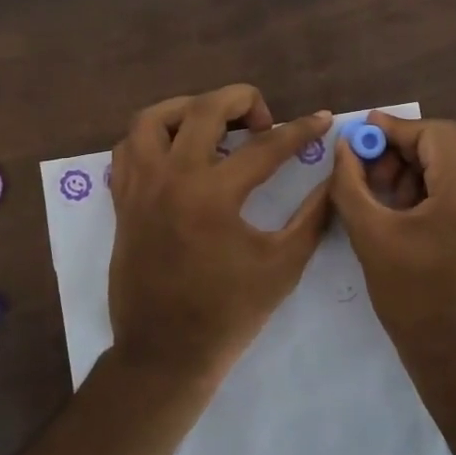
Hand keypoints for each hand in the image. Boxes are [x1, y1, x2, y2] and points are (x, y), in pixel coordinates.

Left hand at [108, 86, 333, 386]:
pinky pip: (128, 148)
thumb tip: (332, 179)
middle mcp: (171, 178)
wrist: (165, 353)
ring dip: (187, 110)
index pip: (266, 146)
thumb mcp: (282, 265)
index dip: (301, 130)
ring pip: (152, 119)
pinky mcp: (122, 201)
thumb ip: (312, 216)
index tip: (323, 119)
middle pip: (203, 108)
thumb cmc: (228, 313)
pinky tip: (176, 153)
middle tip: (263, 122)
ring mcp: (140, 187)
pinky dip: (152, 138)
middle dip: (242, 100)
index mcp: (213, 195)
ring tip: (213, 126)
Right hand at [330, 111, 455, 382]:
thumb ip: (351, 183)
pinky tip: (408, 208)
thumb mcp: (371, 236)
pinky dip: (434, 183)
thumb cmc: (412, 300)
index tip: (360, 135)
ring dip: (418, 166)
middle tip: (369, 168)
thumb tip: (346, 146)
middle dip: (404, 148)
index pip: (434, 134)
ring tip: (386, 194)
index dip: (394, 129)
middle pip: (449, 143)